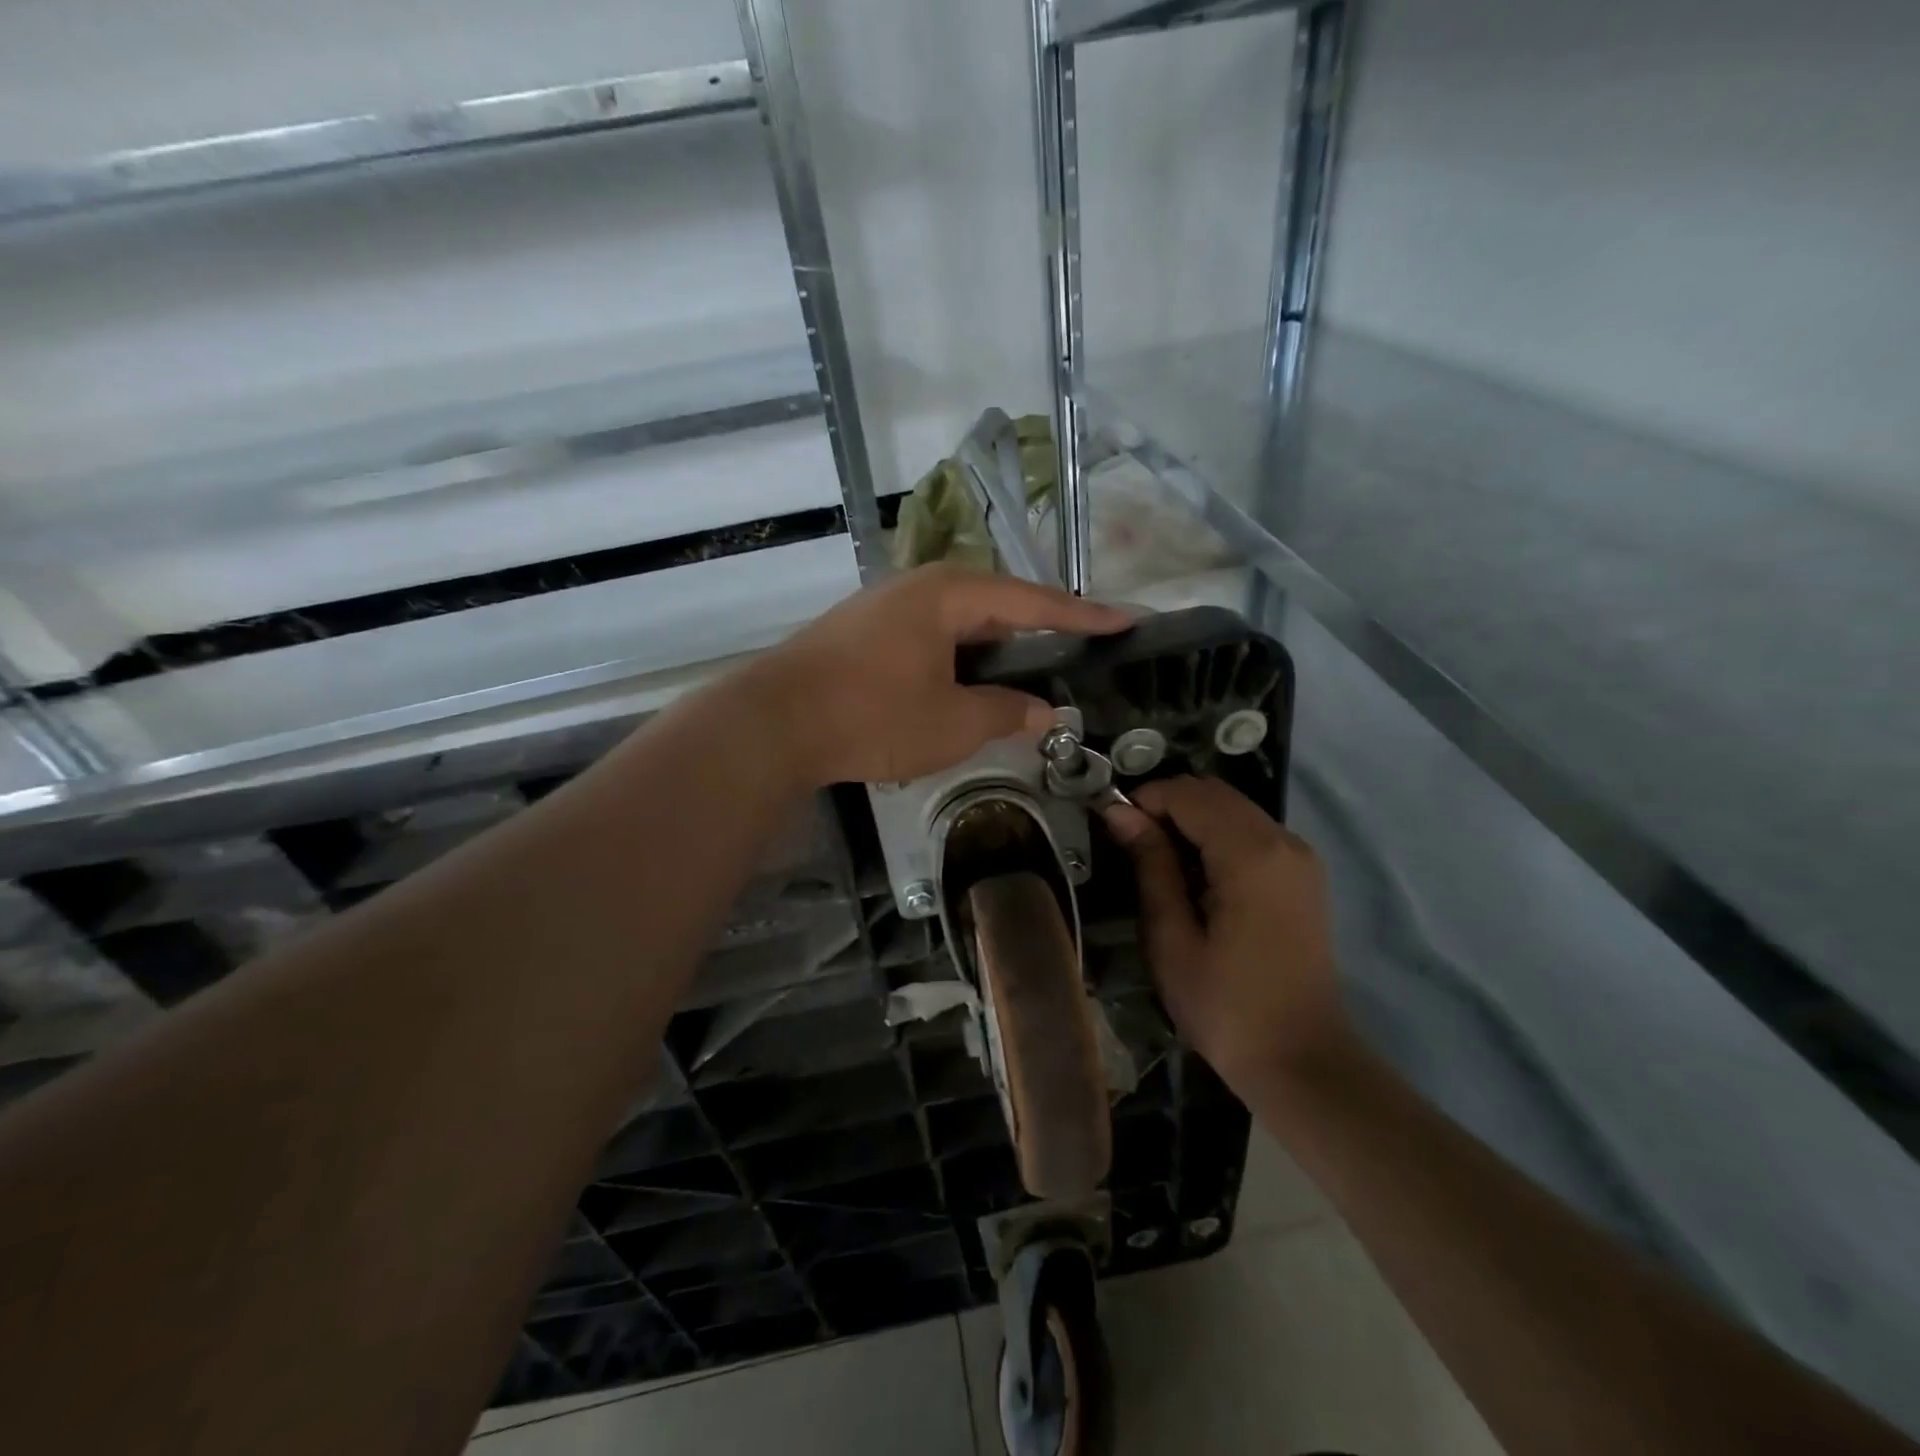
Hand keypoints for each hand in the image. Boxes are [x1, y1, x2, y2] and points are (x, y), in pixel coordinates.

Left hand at [749, 564, 1130, 786]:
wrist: (772, 723)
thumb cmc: (871, 716)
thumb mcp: (952, 723)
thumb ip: (1005, 713)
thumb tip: (1044, 712)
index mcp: (949, 594)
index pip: (1032, 601)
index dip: (1083, 615)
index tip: (1127, 619)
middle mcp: (919, 588)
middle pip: (996, 604)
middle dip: (1038, 629)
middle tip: (1080, 650)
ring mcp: (886, 608)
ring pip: (960, 623)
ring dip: (996, 649)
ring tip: (1030, 671)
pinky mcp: (864, 634)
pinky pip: (931, 638)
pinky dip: (959, 659)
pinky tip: (968, 684)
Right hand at [1104, 776, 1348, 1091]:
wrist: (1302, 1061)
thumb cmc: (1226, 1007)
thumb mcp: (1172, 939)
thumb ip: (1150, 866)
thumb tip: (1119, 812)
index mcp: (1251, 855)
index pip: (1189, 795)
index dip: (1145, 800)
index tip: (1113, 828)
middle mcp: (1283, 840)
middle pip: (1214, 793)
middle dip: (1168, 806)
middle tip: (1131, 845)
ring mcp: (1300, 856)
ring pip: (1234, 808)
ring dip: (1192, 820)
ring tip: (1159, 862)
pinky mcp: (1304, 874)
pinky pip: (1252, 831)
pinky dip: (1217, 836)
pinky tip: (1197, 876)